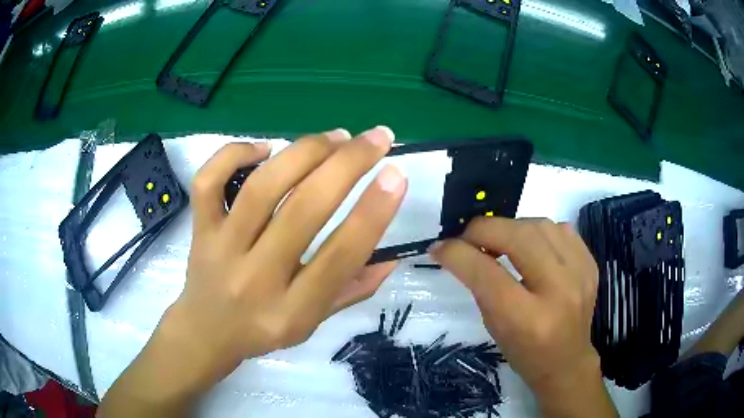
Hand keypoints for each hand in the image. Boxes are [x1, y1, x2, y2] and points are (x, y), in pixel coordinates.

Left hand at [98, 127, 406, 416]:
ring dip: (305, 151)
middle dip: (347, 164)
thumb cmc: (263, 330)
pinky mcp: (199, 228)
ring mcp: (221, 248)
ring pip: (262, 188)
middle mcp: (255, 278)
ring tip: (336, 136)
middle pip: (303, 210)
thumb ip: (353, 290)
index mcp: (291, 311)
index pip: (339, 256)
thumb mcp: (312, 323)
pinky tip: (265, 148)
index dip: (374, 212)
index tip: (396, 175)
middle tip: (376, 138)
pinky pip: (209, 180)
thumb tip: (392, 255)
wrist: (205, 331)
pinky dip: (235, 153)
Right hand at [430, 218, 616, 416]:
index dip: (457, 253)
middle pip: (518, 237)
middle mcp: (558, 291)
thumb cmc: (524, 352)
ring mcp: (580, 274)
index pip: (486, 273)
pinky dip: (539, 231)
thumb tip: (457, 248)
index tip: (439, 247)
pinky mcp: (590, 264)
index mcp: (527, 319)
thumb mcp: (494, 325)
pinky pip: (560, 229)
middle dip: (484, 230)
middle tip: (468, 238)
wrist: (567, 361)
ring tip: (500, 241)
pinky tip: (531, 247)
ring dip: (511, 228)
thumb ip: (479, 285)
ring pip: (540, 225)